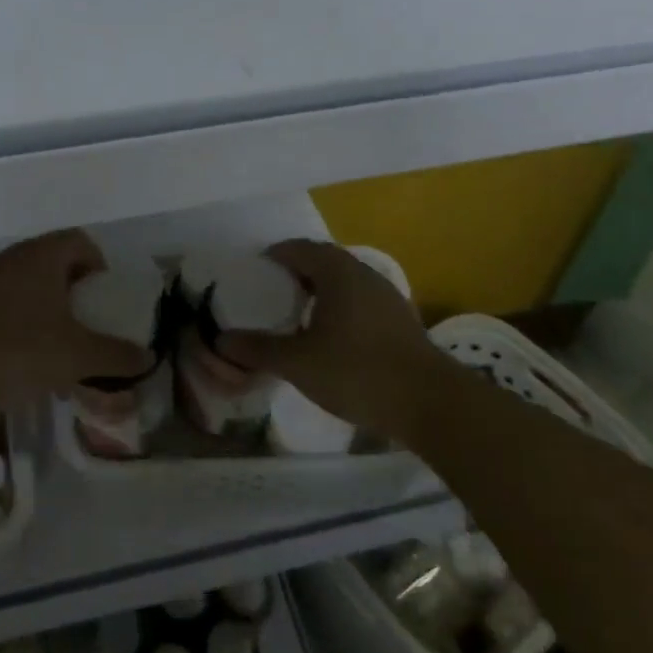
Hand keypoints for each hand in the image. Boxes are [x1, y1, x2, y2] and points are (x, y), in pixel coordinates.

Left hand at [0, 230, 153, 407]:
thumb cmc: (19, 349)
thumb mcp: (78, 355)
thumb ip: (116, 355)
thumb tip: (147, 356)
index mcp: (43, 255)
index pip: (81, 241)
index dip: (100, 265)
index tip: (107, 299)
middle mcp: (16, 257)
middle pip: (57, 262)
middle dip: (78, 292)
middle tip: (90, 323)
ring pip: (33, 285)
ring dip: (52, 310)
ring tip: (63, 347)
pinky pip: (11, 303)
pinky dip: (27, 322)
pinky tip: (31, 360)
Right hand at [217, 239, 431, 438]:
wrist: (430, 403)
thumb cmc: (357, 372)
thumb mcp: (298, 363)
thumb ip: (259, 349)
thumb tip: (221, 340)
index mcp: (337, 272)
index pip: (299, 248)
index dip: (274, 255)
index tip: (254, 270)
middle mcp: (363, 274)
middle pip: (323, 261)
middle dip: (296, 272)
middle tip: (271, 292)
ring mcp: (387, 296)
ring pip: (344, 281)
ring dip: (320, 290)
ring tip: (297, 314)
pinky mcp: (400, 320)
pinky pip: (360, 300)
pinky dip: (339, 307)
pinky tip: (331, 337)